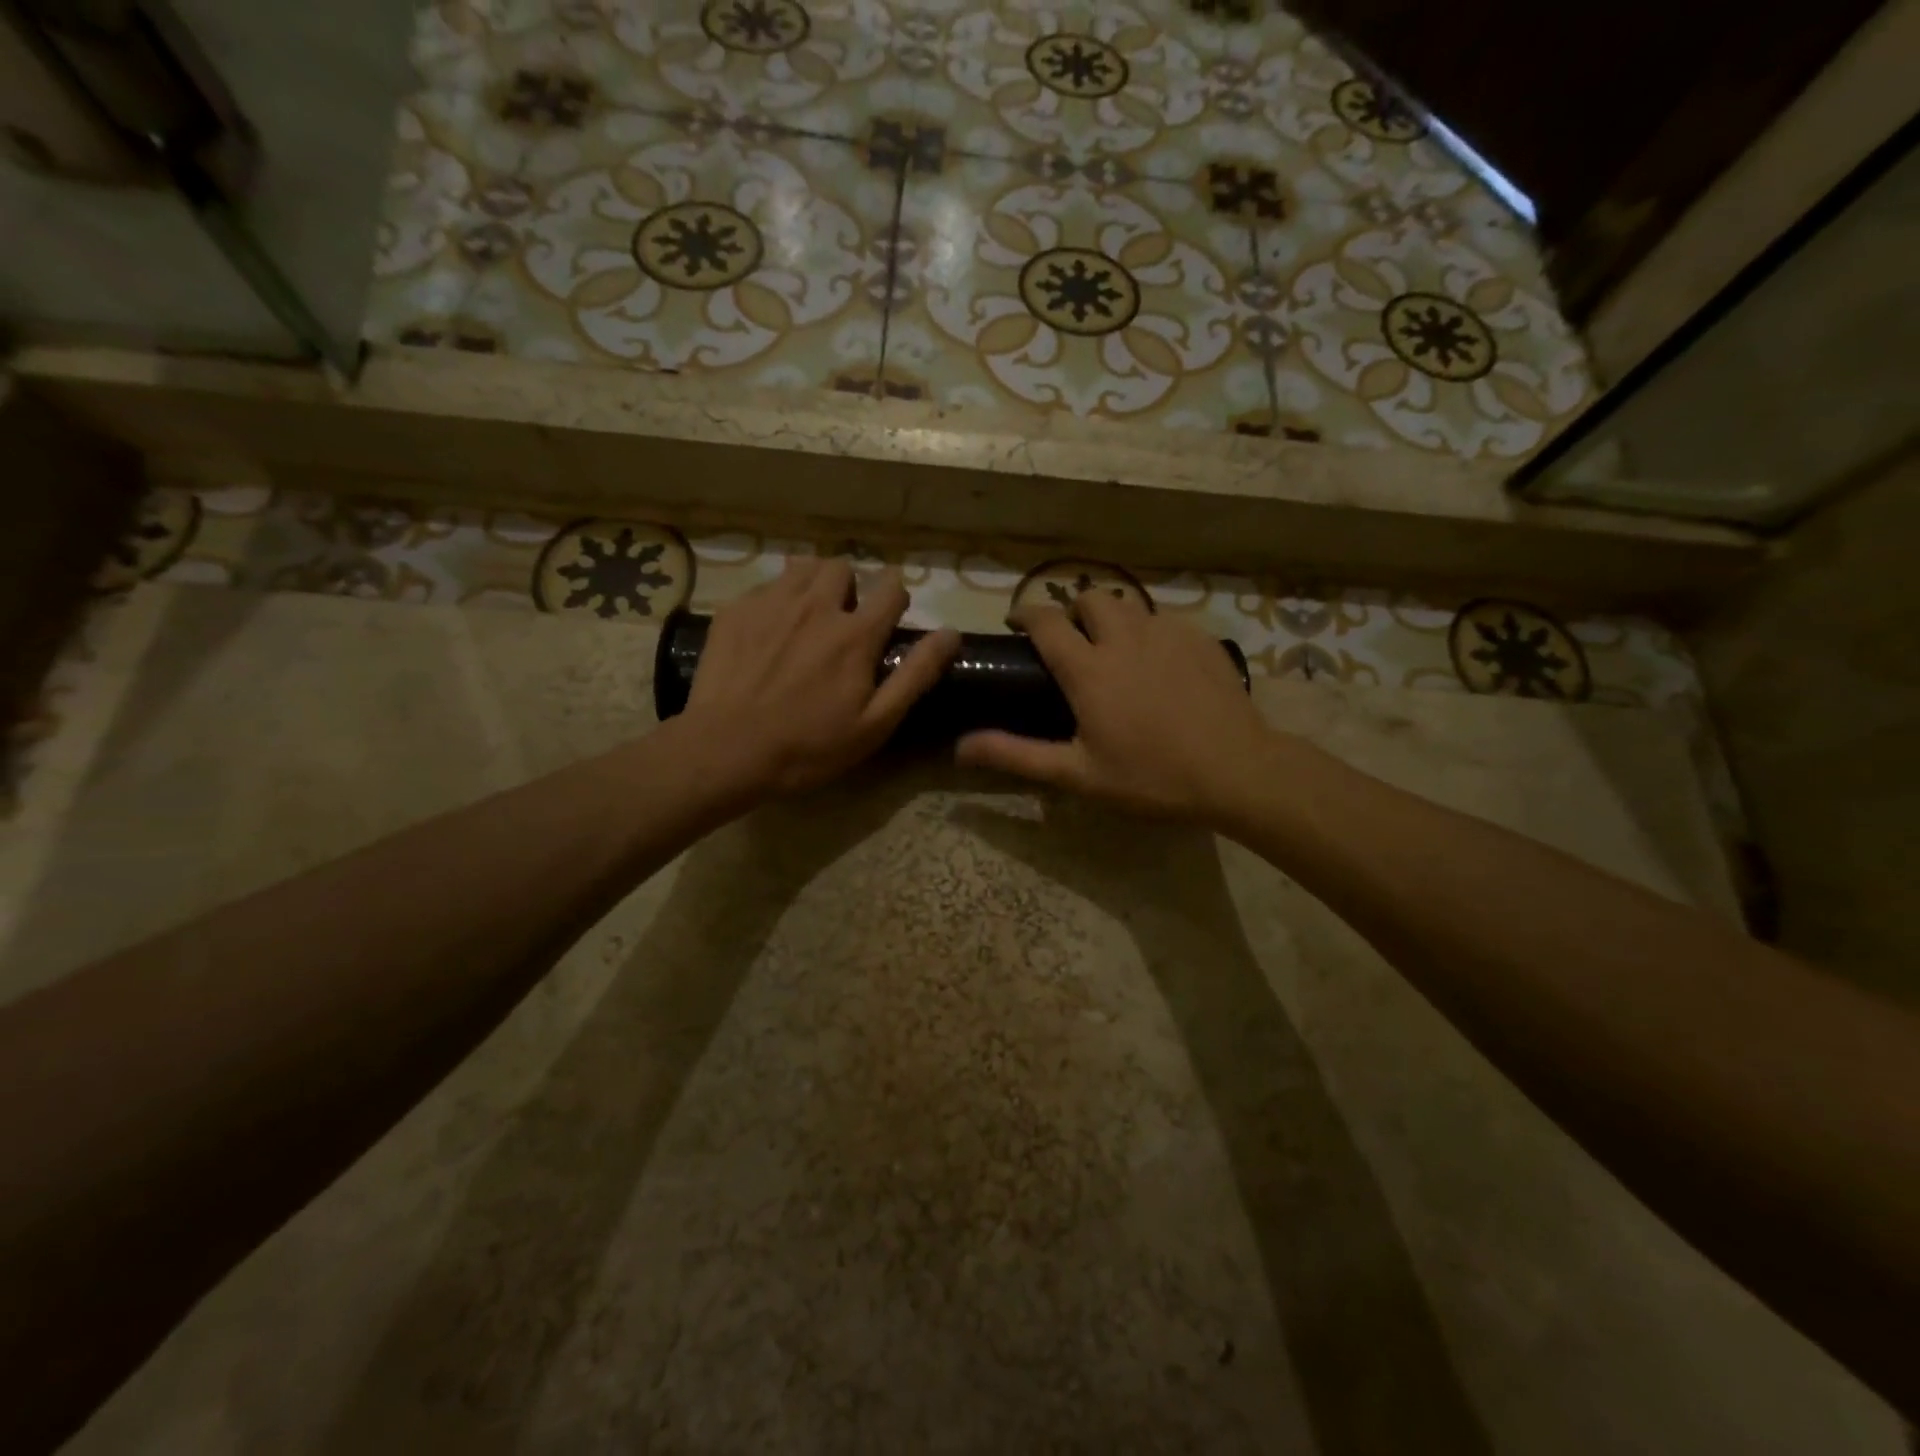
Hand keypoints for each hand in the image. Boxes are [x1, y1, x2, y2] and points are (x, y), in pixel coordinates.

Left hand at [681, 557, 959, 797]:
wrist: (726, 750)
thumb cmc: (809, 746)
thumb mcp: (876, 722)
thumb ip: (916, 674)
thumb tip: (951, 633)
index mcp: (855, 633)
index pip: (891, 587)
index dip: (895, 598)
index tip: (889, 618)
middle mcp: (816, 605)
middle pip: (843, 567)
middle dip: (850, 587)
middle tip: (842, 621)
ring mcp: (771, 603)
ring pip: (802, 566)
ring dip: (813, 584)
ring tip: (807, 617)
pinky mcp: (735, 610)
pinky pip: (765, 586)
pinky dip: (776, 599)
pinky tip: (768, 632)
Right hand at [955, 592, 1274, 822]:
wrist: (1236, 770)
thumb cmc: (1151, 776)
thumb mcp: (1078, 774)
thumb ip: (1016, 755)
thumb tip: (960, 747)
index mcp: (1088, 668)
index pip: (1046, 621)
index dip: (1026, 614)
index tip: (1017, 623)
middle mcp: (1124, 637)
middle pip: (1090, 598)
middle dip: (1073, 610)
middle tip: (1073, 642)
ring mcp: (1166, 633)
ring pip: (1130, 606)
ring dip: (1112, 619)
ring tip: (1115, 651)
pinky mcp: (1199, 638)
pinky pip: (1165, 620)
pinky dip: (1150, 632)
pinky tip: (1159, 664)